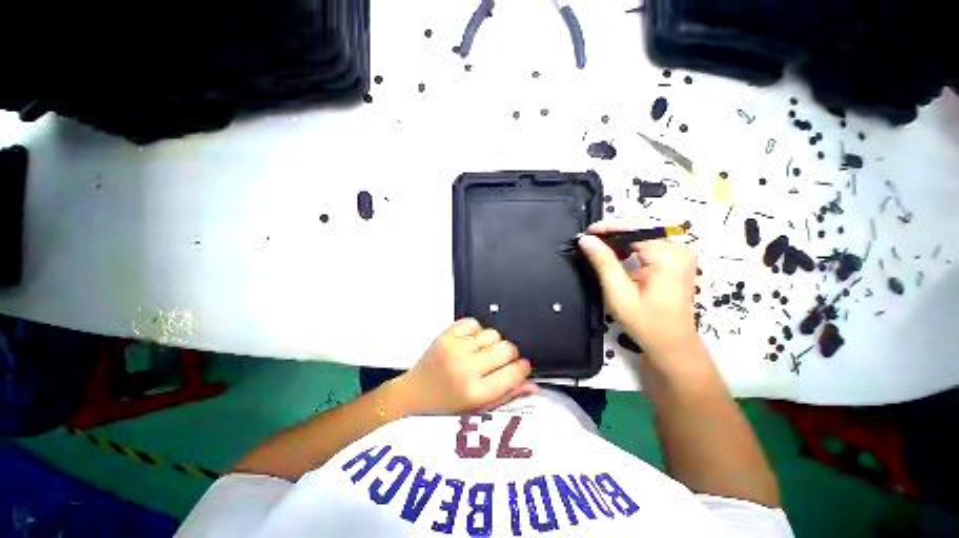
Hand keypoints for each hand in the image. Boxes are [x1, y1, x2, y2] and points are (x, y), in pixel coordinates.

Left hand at [394, 318, 537, 415]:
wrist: (412, 397)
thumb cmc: (444, 410)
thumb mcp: (478, 412)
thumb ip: (507, 396)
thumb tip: (533, 385)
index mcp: (475, 393)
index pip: (514, 372)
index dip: (523, 368)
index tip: (522, 367)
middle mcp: (465, 368)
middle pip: (506, 347)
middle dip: (510, 354)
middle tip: (501, 361)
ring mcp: (454, 348)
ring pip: (492, 333)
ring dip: (493, 343)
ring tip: (482, 354)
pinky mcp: (444, 335)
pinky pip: (472, 322)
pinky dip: (476, 330)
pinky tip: (470, 343)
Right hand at [578, 218, 700, 360]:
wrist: (672, 345)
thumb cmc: (645, 322)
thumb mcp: (619, 292)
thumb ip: (603, 262)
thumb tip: (586, 239)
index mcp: (668, 255)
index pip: (634, 229)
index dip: (608, 228)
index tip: (586, 233)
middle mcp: (679, 249)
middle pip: (640, 231)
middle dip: (613, 235)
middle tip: (589, 242)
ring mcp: (680, 255)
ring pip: (643, 237)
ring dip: (619, 242)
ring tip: (598, 249)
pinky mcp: (677, 262)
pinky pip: (649, 246)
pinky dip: (630, 249)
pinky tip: (616, 257)